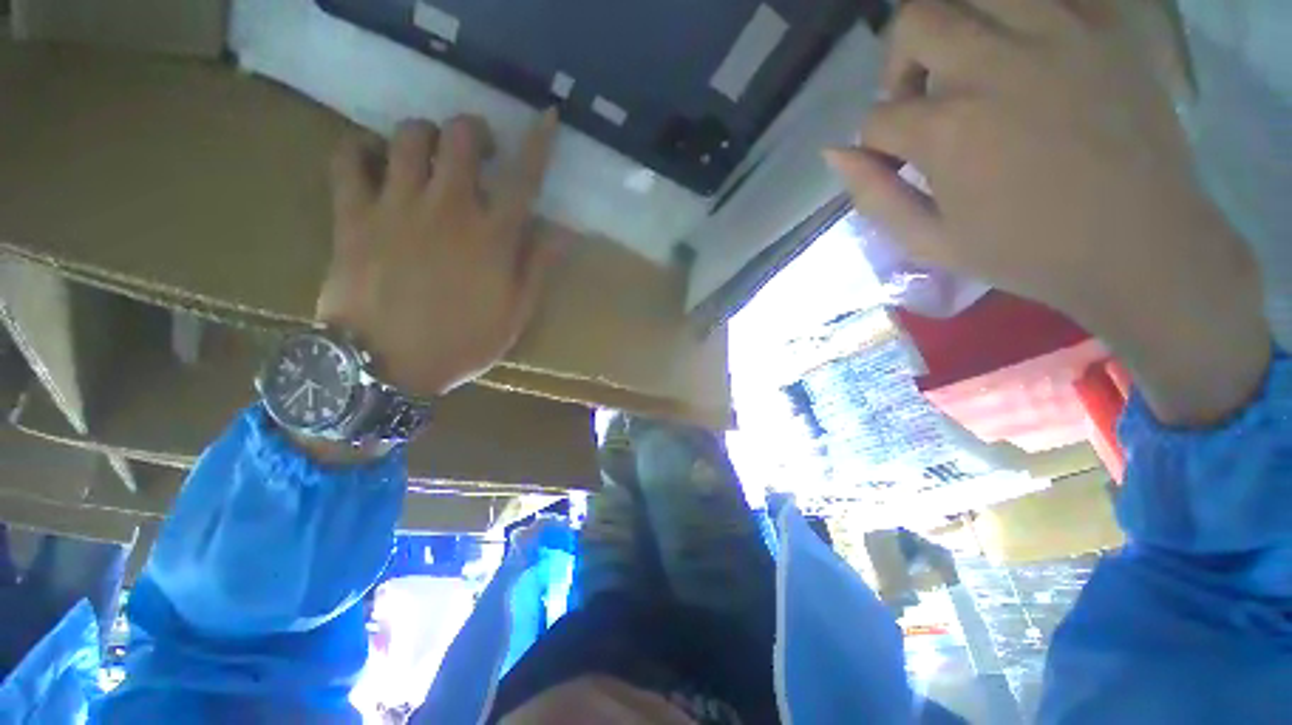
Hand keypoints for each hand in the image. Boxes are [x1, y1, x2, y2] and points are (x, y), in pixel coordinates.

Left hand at [317, 111, 564, 398]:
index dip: (539, 143)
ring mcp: (395, 207)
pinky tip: (372, 160)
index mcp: (492, 237)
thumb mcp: (515, 315)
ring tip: (429, 157)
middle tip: (479, 151)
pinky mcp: (352, 215)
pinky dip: (359, 149)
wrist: (384, 366)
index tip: (549, 117)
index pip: (524, 178)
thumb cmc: (460, 343)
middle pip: (460, 137)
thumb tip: (563, 232)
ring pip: (406, 136)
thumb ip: (539, 269)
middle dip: (475, 131)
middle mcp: (447, 209)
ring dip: (424, 136)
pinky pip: (347, 158)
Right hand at [829, 0, 1267, 424]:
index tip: (896, 160)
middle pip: (913, 22)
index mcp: (948, 131)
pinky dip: (1016, 15)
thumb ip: (873, 195)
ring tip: (965, 62)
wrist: (1140, 243)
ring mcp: (1056, 33)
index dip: (876, 141)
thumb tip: (834, 153)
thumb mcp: (928, 242)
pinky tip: (1020, 48)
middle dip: (898, 63)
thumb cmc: (1026, 252)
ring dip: (951, 23)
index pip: (876, 117)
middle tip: (918, 96)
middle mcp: (994, 65)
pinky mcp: (1102, 25)